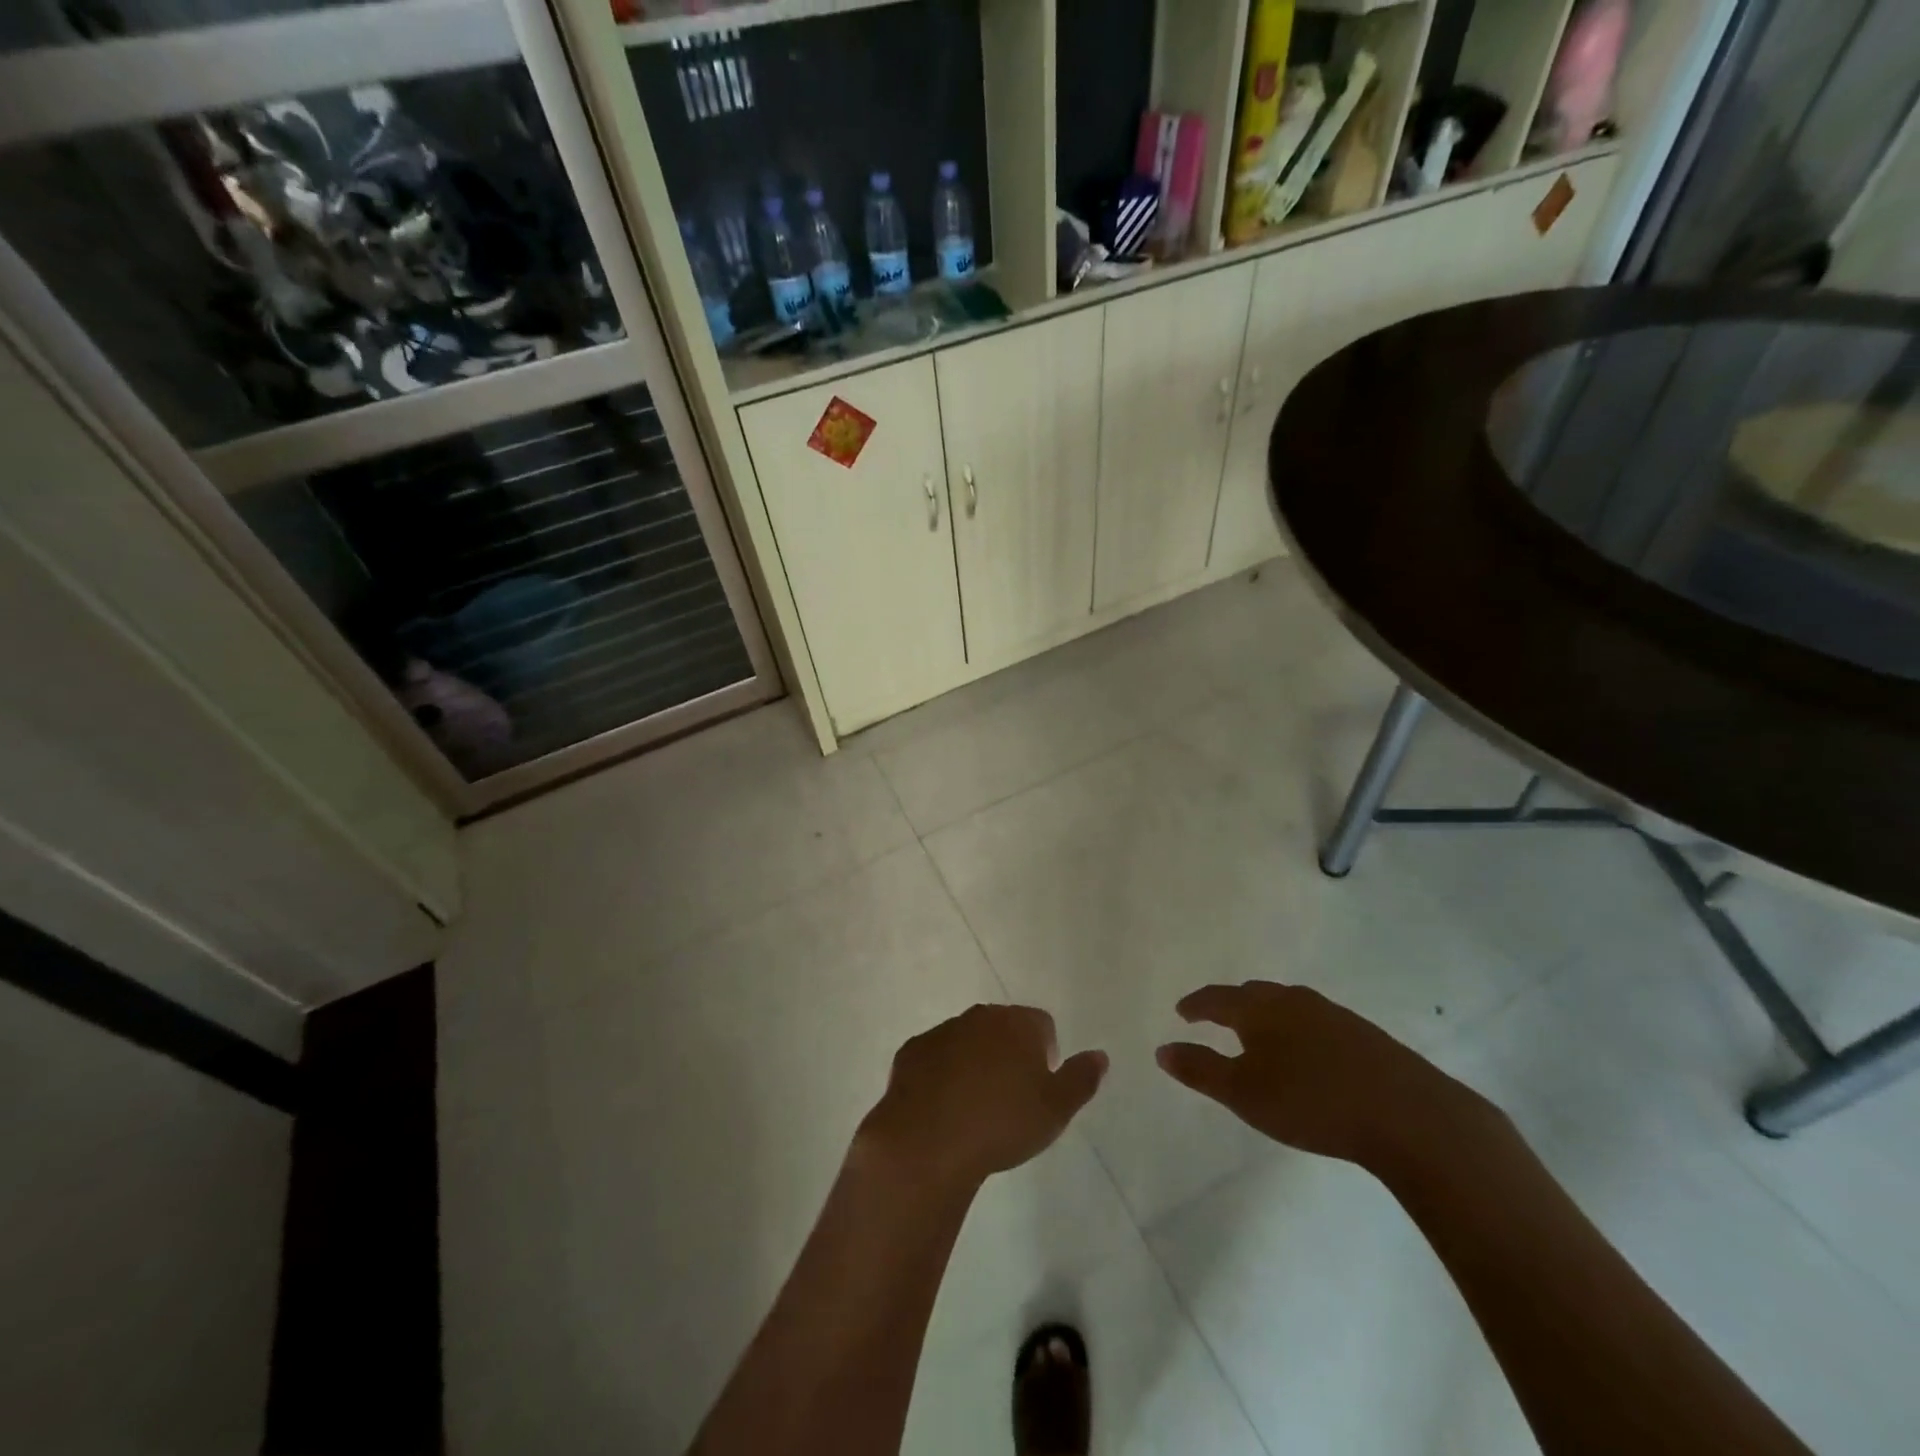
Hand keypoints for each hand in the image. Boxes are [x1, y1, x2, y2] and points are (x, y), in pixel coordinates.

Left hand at [855, 1005, 1107, 1195]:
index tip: (1040, 1087)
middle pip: (1003, 1027)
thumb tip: (1100, 1055)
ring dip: (975, 1061)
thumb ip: (1081, 1079)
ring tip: (976, 1106)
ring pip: (968, 1040)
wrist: (929, 1140)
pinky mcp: (911, 1051)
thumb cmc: (1002, 1123)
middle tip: (1010, 1097)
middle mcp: (979, 1016)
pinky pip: (936, 1057)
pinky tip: (944, 1107)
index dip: (1046, 1053)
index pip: (1042, 1025)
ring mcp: (942, 1031)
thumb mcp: (1055, 1110)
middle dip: (1009, 1053)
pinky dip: (942, 1073)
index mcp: (1017, 1023)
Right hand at [1156, 982, 1490, 1169]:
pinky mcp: (1364, 1034)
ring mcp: (1333, 1014)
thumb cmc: (1312, 1101)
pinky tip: (1308, 1052)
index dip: (1196, 1004)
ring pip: (1287, 1005)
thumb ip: (1200, 1069)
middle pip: (1253, 994)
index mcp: (1260, 1009)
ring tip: (1259, 1033)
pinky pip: (1315, 1021)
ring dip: (1266, 1014)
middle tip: (1215, 1017)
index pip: (1217, 998)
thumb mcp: (1244, 1093)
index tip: (1182, 1011)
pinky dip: (1297, 1029)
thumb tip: (1161, 1049)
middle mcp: (1294, 1000)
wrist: (1410, 1115)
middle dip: (1231, 1004)